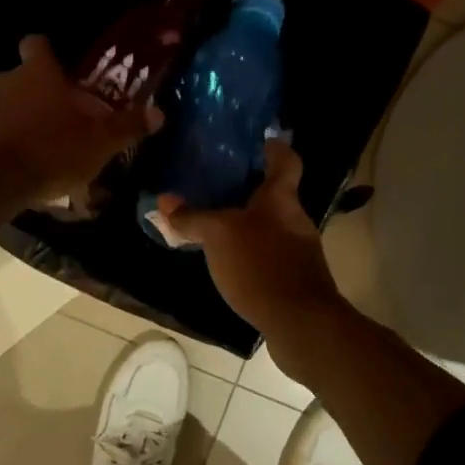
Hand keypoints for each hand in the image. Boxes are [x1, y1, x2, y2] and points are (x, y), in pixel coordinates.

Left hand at [0, 36, 160, 204]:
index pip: (37, 43)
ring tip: (36, 147)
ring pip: (3, 104)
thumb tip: (159, 113)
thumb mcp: (100, 142)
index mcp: (38, 73)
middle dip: (38, 94)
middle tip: (58, 120)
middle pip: (22, 77)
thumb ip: (128, 125)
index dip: (47, 53)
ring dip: (17, 118)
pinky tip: (13, 164)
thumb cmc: (52, 151)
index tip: (59, 70)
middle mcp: (5, 80)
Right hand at [160, 140, 341, 333]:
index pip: (286, 160)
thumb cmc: (260, 265)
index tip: (260, 140)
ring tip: (215, 224)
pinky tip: (229, 263)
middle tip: (217, 184)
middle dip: (249, 190)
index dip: (275, 147)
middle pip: (276, 195)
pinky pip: (268, 255)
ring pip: (270, 226)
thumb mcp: (218, 235)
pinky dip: (250, 253)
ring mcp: (299, 251)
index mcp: (281, 198)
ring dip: (247, 224)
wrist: (300, 323)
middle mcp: (295, 219)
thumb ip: (192, 217)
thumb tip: (164, 201)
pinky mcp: (295, 280)